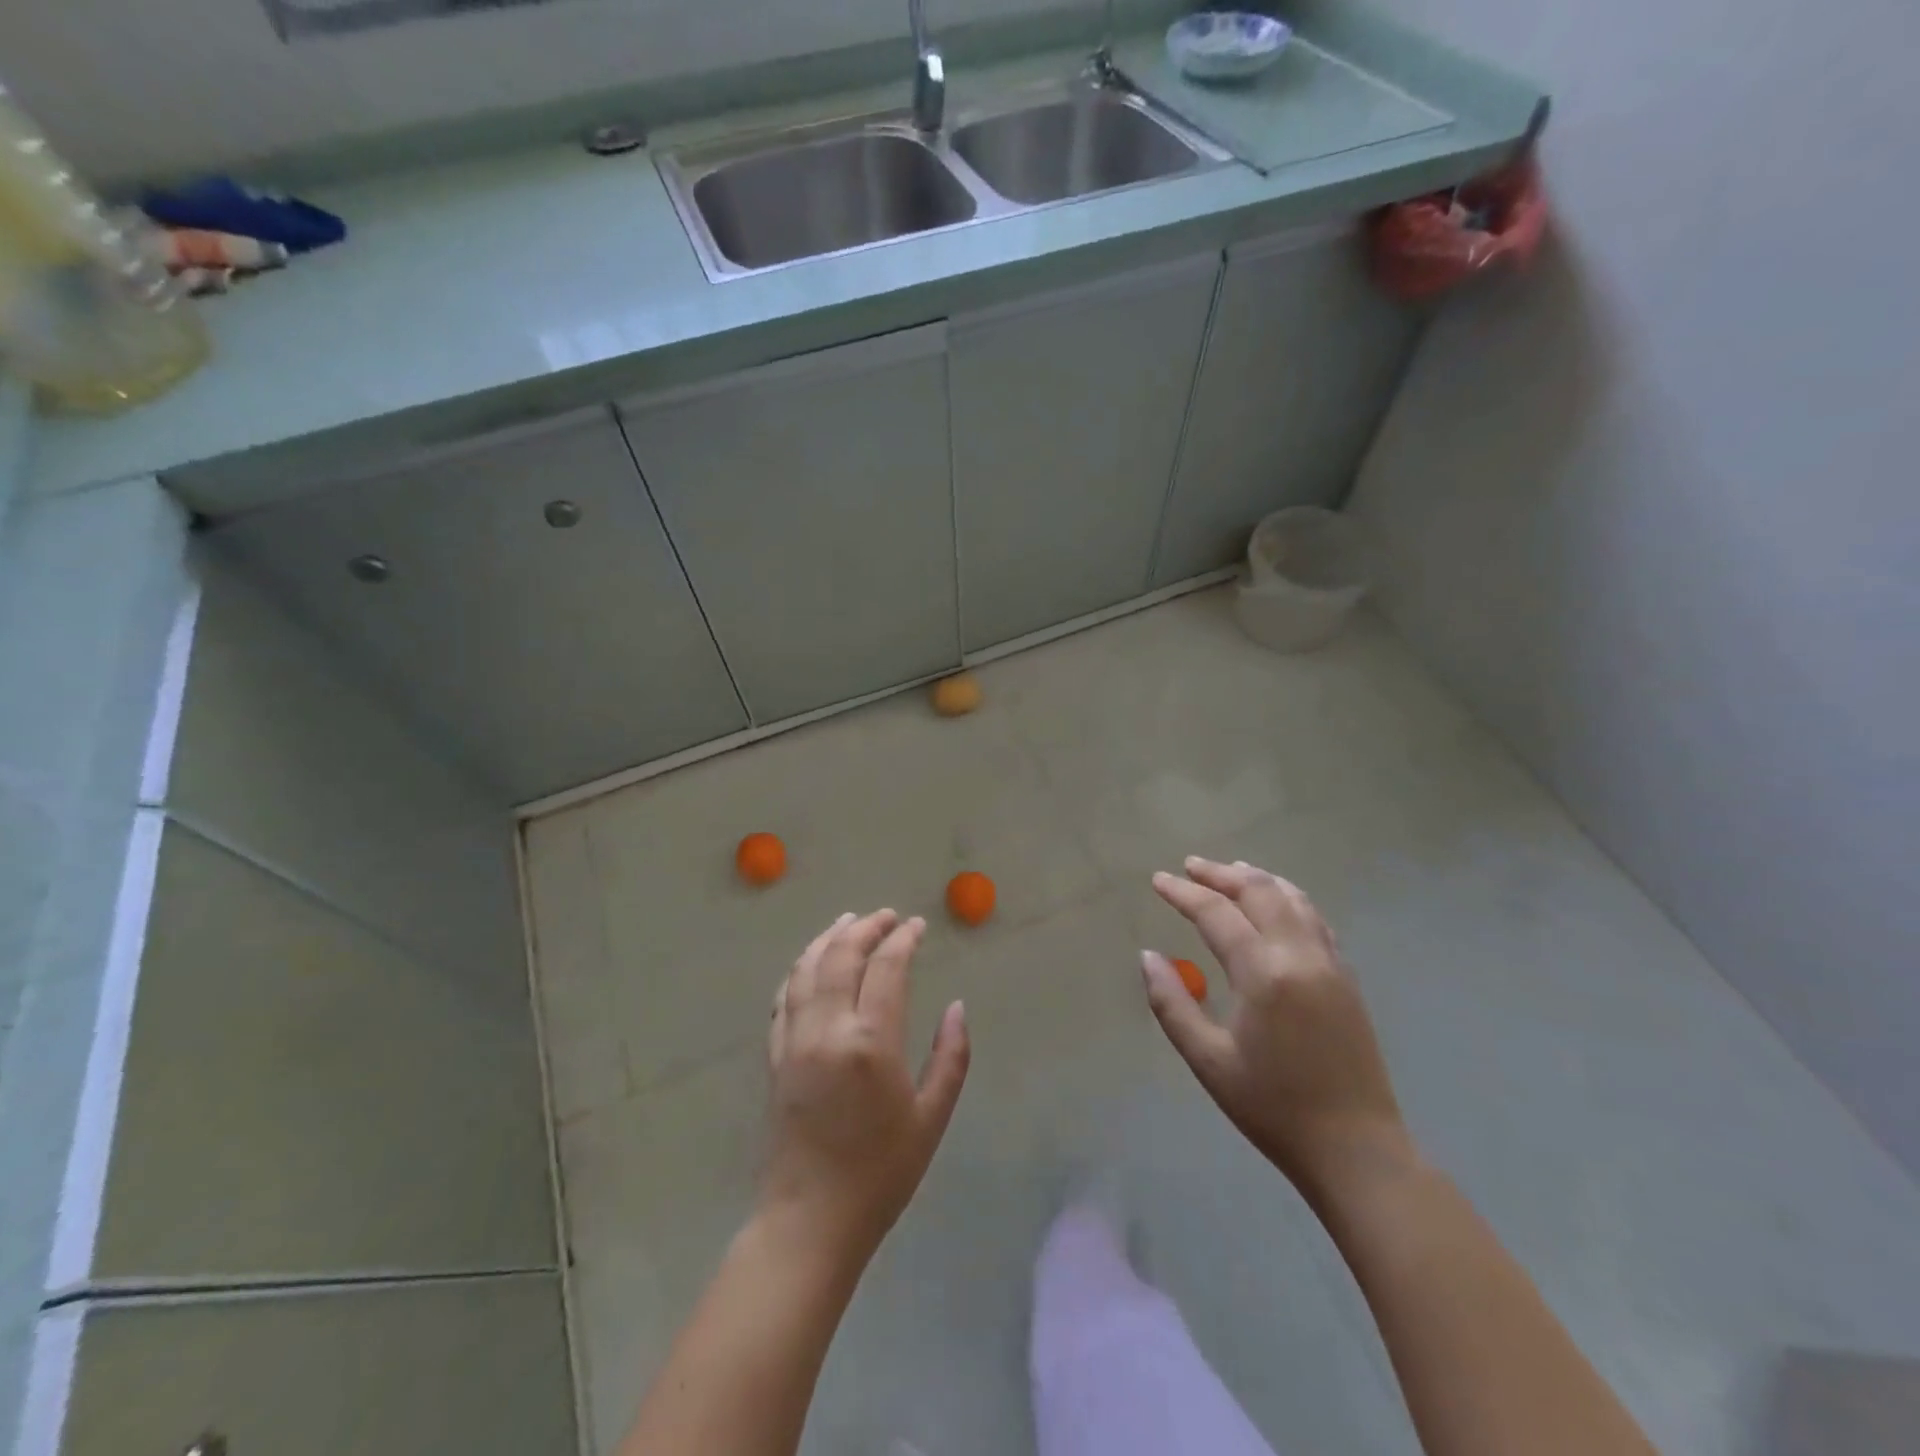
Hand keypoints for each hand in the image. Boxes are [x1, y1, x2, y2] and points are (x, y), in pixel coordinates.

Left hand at [761, 910, 970, 1264]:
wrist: (810, 1220)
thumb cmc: (881, 1173)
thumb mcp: (931, 1118)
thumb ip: (950, 1057)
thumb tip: (957, 1007)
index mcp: (871, 1042)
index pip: (886, 968)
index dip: (903, 939)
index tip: (918, 926)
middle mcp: (828, 1029)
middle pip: (841, 956)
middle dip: (865, 927)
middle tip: (886, 917)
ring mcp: (795, 1040)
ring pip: (806, 968)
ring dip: (828, 938)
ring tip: (848, 922)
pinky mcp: (775, 1056)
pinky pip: (784, 997)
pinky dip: (799, 969)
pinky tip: (810, 962)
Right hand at [1142, 858, 1411, 1200]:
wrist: (1356, 1149)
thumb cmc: (1273, 1107)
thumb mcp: (1208, 1061)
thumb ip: (1172, 1003)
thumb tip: (1148, 957)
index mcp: (1264, 974)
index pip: (1217, 914)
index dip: (1184, 893)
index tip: (1159, 880)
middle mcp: (1301, 956)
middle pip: (1259, 892)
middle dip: (1221, 874)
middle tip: (1190, 866)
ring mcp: (1330, 963)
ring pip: (1293, 899)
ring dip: (1258, 879)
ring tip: (1231, 871)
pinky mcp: (1347, 978)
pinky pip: (1314, 919)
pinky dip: (1288, 898)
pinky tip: (1276, 903)